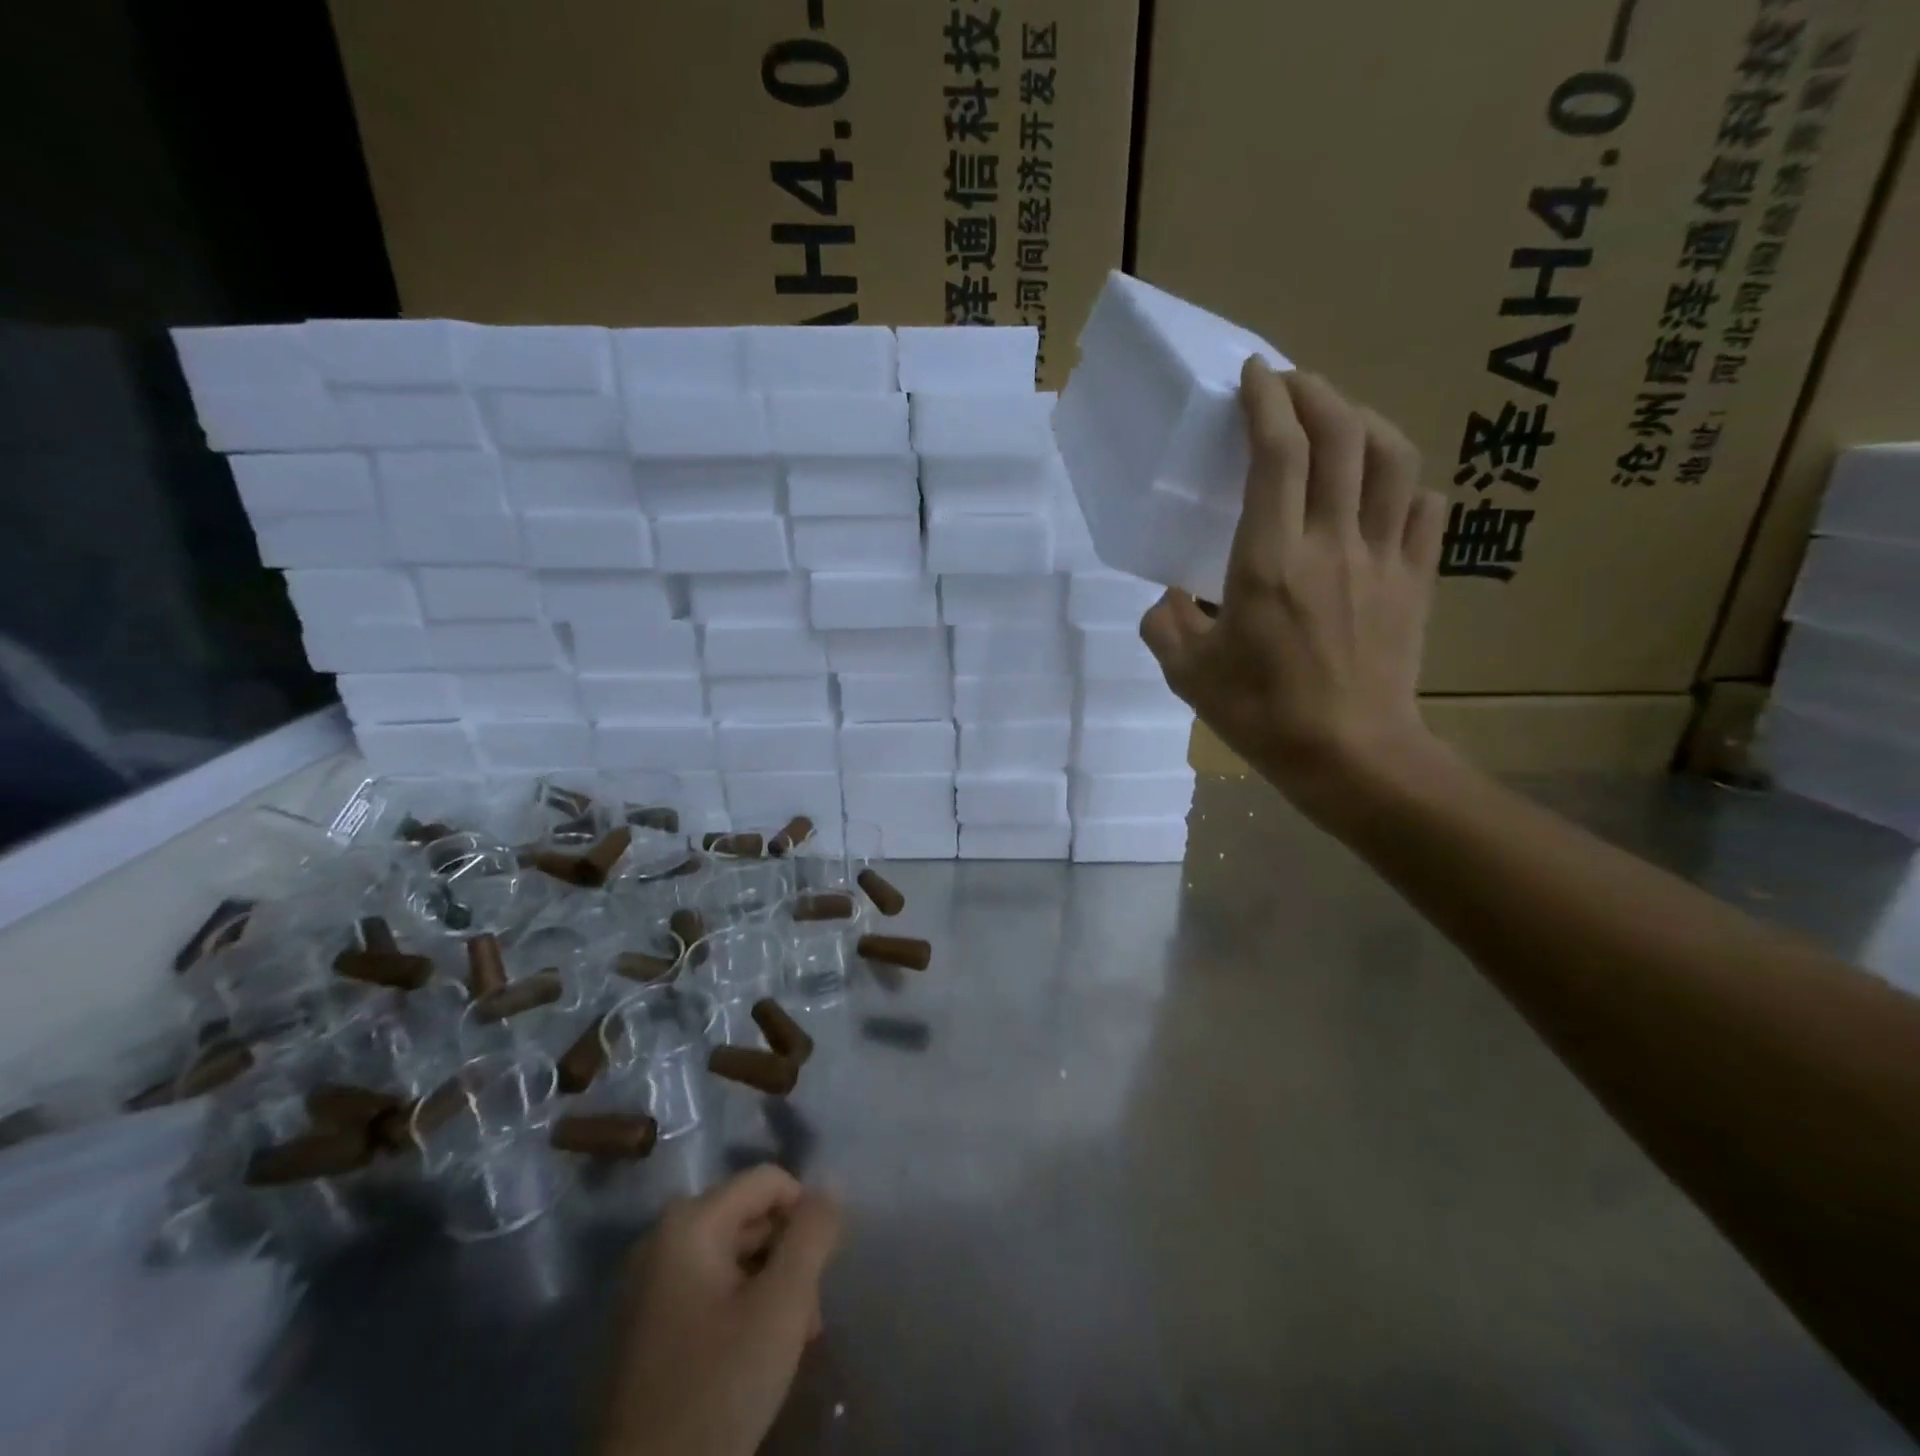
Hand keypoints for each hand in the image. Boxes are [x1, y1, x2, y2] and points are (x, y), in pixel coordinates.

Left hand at [598, 1166, 841, 1455]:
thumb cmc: (717, 1387)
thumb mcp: (782, 1306)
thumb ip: (812, 1236)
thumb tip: (831, 1186)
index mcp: (689, 1221)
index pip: (769, 1181)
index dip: (806, 1215)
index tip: (822, 1271)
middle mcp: (663, 1237)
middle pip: (751, 1217)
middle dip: (789, 1257)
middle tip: (809, 1316)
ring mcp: (649, 1282)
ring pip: (734, 1254)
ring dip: (771, 1286)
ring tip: (793, 1339)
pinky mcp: (647, 1323)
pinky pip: (709, 1287)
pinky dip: (741, 1306)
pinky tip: (757, 1352)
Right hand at [1139, 360, 1448, 816]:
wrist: (1350, 756)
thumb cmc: (1262, 714)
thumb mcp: (1188, 674)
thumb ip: (1165, 626)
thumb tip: (1168, 601)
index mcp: (1270, 559)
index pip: (1277, 453)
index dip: (1265, 400)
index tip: (1251, 374)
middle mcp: (1332, 542)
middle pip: (1339, 436)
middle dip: (1314, 391)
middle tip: (1288, 382)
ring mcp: (1383, 558)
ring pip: (1392, 459)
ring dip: (1364, 421)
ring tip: (1339, 418)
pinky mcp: (1416, 581)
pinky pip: (1424, 510)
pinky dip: (1405, 484)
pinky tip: (1385, 489)